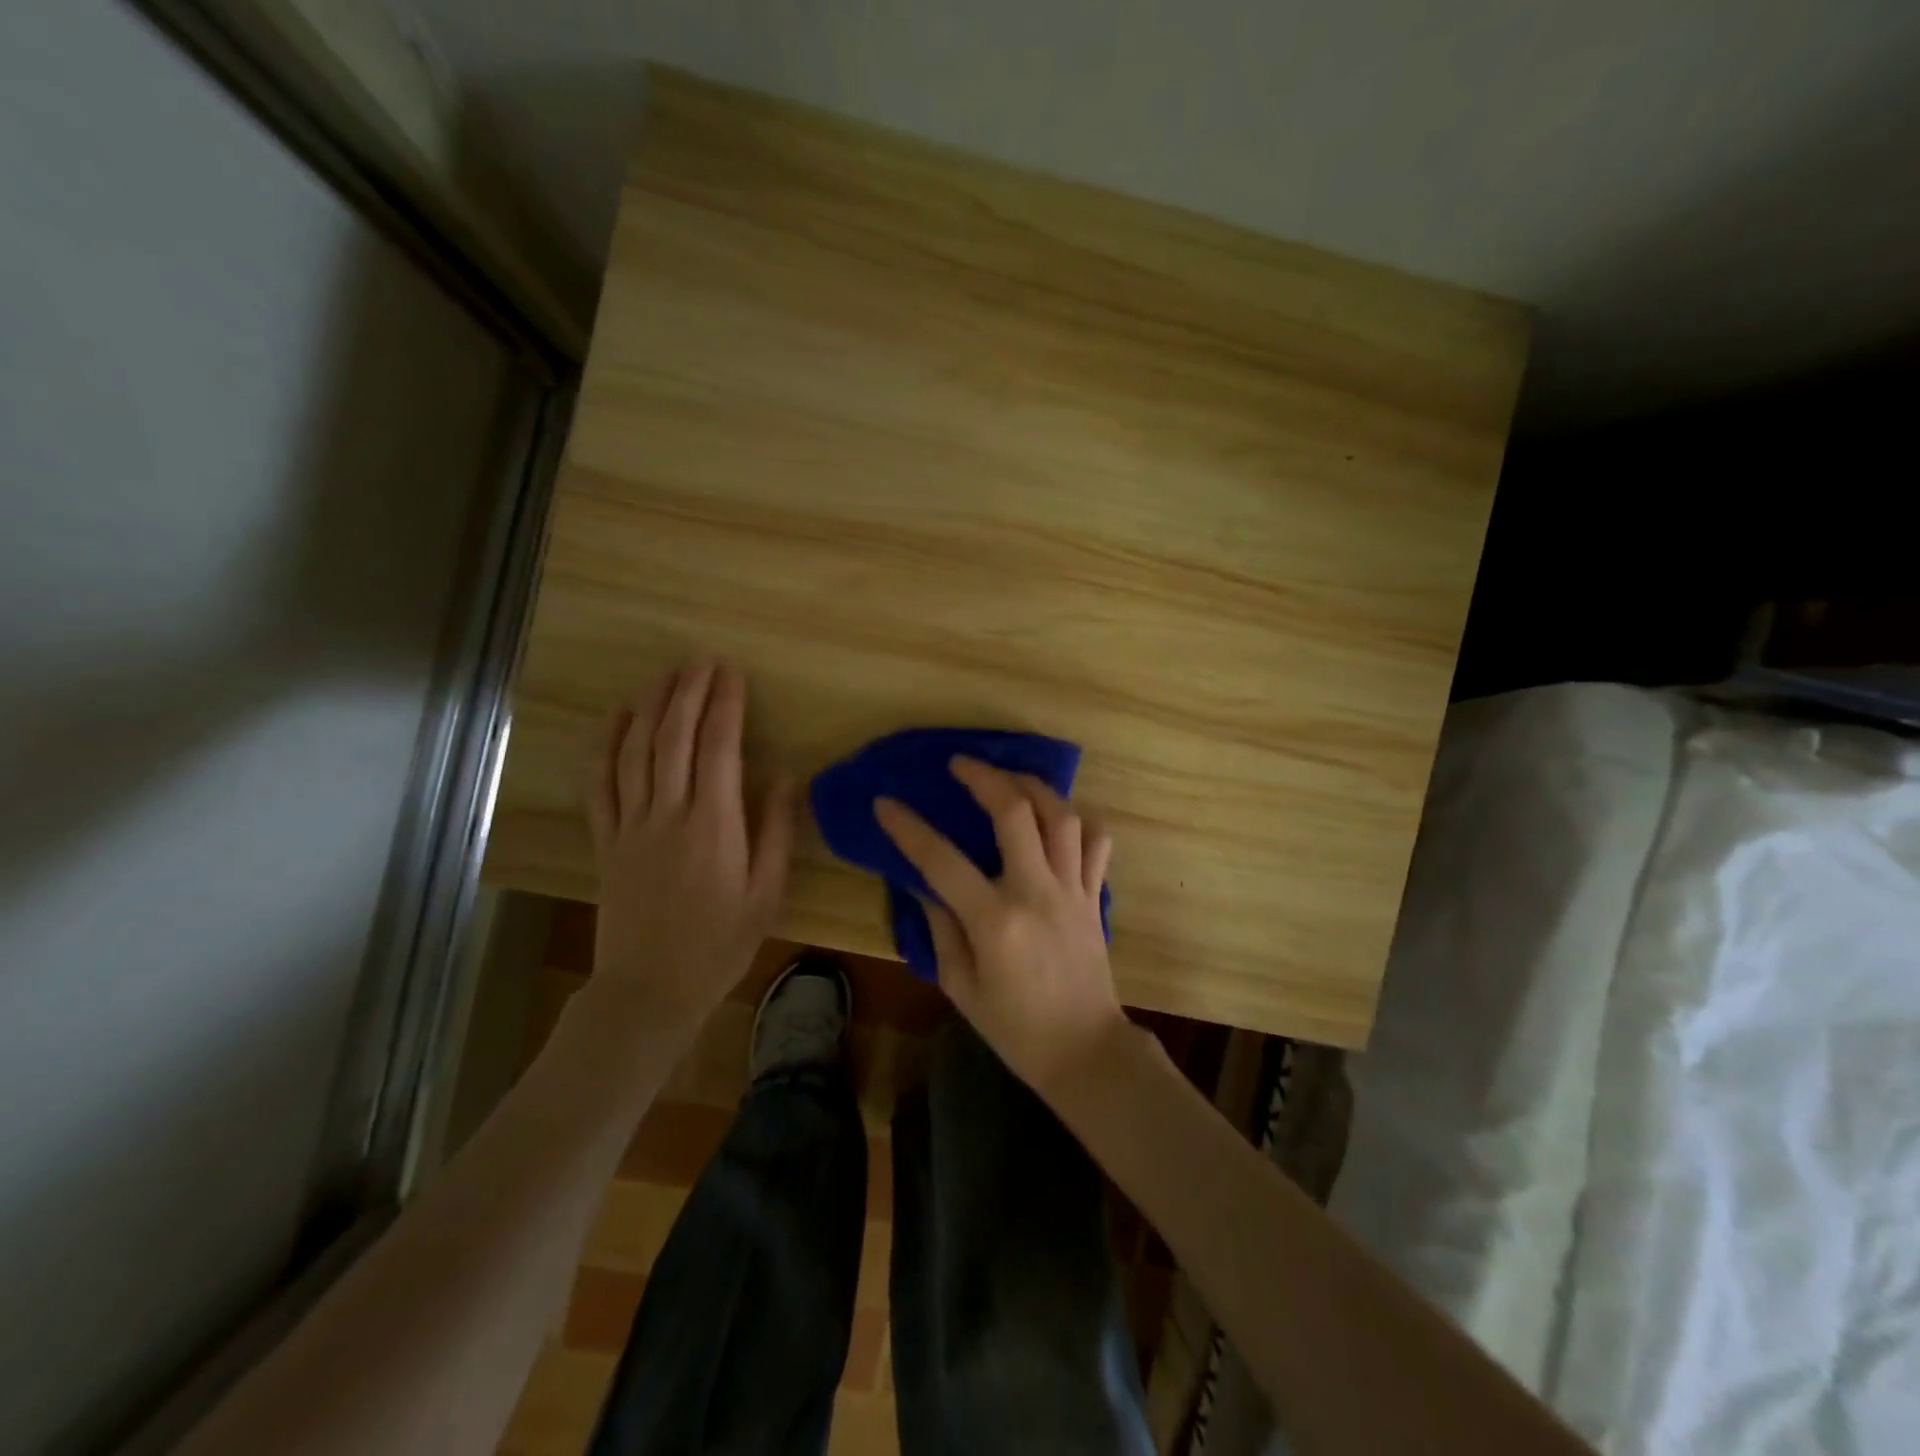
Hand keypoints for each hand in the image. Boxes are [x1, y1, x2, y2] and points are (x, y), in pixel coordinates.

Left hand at [586, 661, 793, 1033]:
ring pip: (636, 751)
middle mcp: (668, 813)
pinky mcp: (606, 840)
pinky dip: (606, 745)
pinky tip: (616, 717)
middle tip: (701, 661)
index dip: (725, 705)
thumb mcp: (766, 893)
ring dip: (651, 707)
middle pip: (674, 737)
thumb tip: (785, 777)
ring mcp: (630, 825)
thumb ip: (776, 831)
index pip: (718, 747)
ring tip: (666, 675)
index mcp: (713, 825)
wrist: (649, 989)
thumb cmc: (720, 944)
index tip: (732, 673)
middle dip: (688, 692)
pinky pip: (601, 783)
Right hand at [876, 757, 1127, 1095]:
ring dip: (1033, 786)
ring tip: (1009, 777)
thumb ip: (941, 929)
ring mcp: (1072, 889)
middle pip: (1014, 812)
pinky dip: (1078, 819)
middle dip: (983, 777)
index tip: (885, 803)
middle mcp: (1036, 893)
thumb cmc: (1015, 1028)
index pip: (942, 860)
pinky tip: (1056, 815)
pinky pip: (1096, 842)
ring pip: (1061, 815)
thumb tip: (925, 884)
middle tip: (959, 763)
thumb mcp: (961, 987)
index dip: (908, 828)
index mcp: (995, 921)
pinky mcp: (1094, 895)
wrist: (1085, 1050)